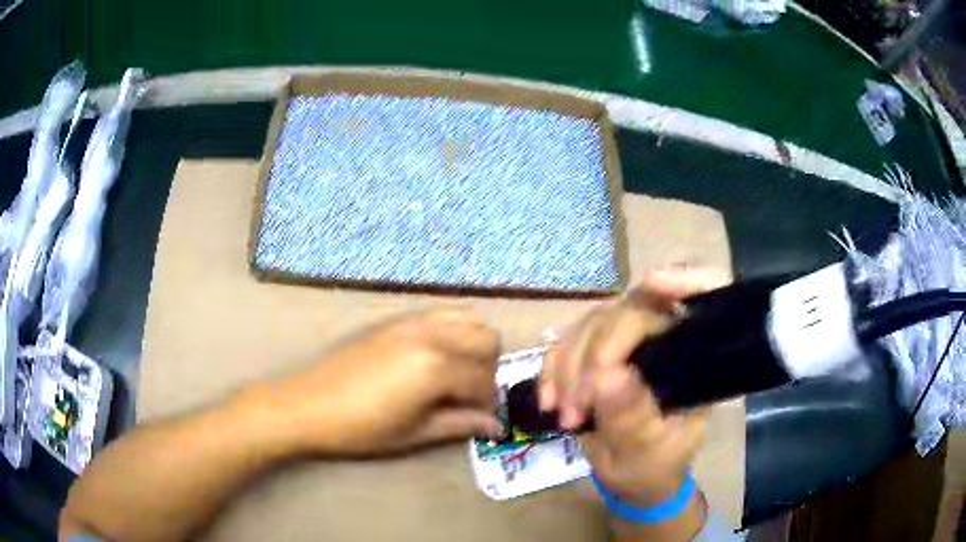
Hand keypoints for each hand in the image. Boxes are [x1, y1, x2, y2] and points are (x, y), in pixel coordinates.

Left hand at [273, 308, 503, 456]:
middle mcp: (431, 335)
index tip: (482, 420)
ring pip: (468, 318)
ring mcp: (412, 322)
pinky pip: (440, 314)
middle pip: (487, 338)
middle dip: (488, 369)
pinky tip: (434, 359)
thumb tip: (495, 426)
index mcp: (436, 367)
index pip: (484, 380)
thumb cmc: (361, 428)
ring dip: (474, 345)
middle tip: (470, 396)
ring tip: (457, 374)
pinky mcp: (395, 320)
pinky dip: (452, 331)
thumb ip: (460, 425)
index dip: (488, 404)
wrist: (308, 405)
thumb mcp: (414, 433)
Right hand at [539, 267, 728, 502]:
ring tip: (565, 415)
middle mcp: (667, 336)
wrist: (632, 476)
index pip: (708, 296)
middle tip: (577, 407)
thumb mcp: (647, 452)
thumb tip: (607, 376)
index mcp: (697, 357)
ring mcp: (630, 339)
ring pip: (593, 321)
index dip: (688, 278)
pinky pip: (567, 341)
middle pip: (633, 309)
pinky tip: (548, 400)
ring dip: (569, 367)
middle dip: (597, 354)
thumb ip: (631, 418)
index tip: (655, 283)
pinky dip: (552, 368)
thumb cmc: (654, 465)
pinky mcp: (597, 348)